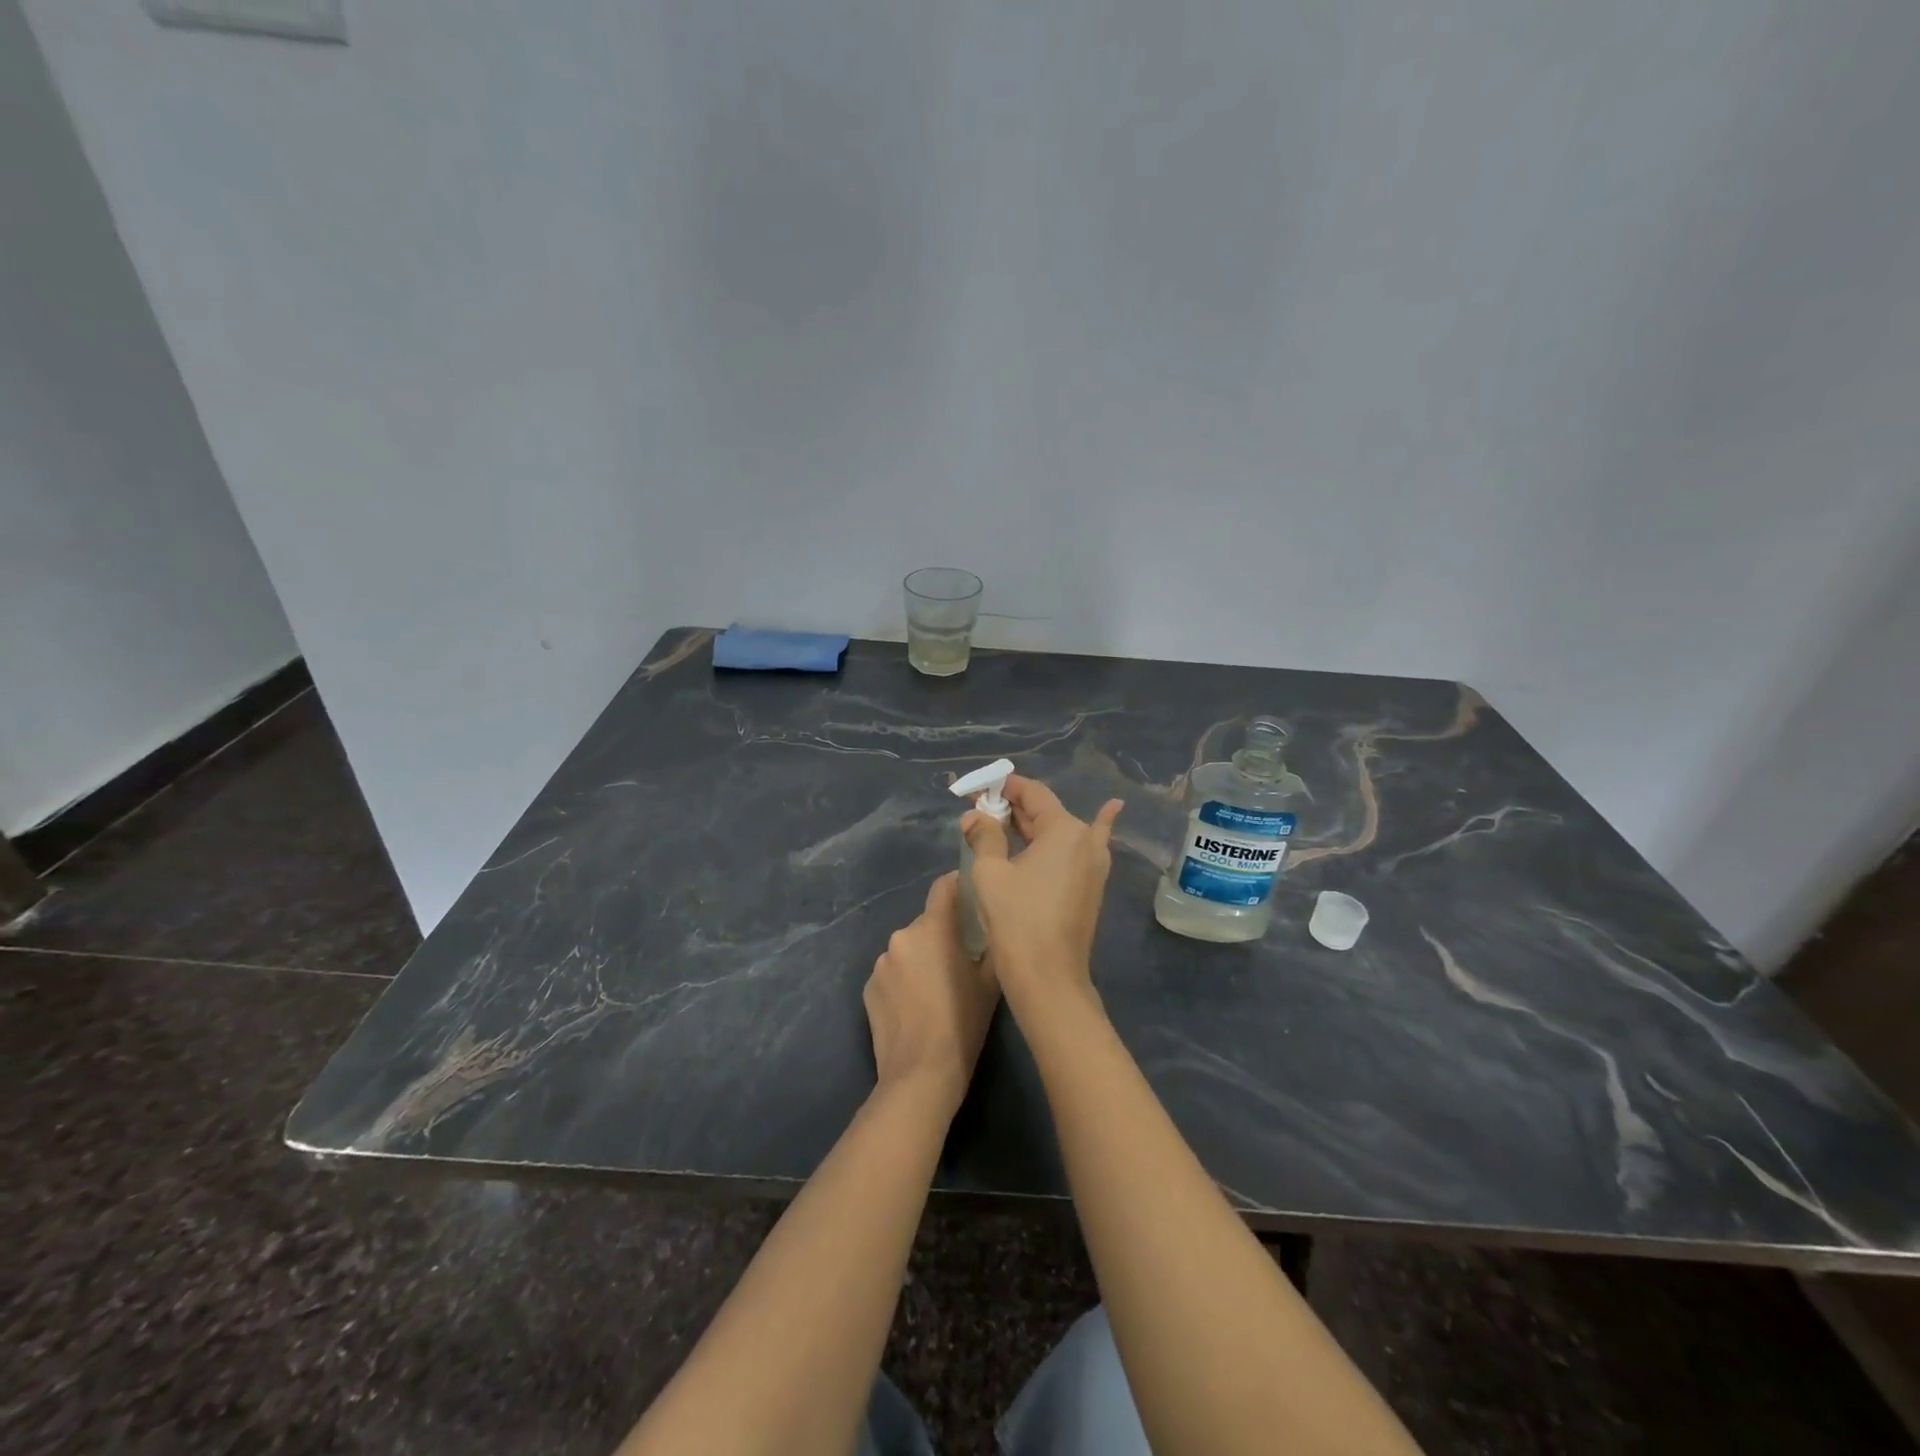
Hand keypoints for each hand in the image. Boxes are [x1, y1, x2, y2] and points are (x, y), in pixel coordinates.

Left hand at [864, 873, 999, 1112]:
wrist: (920, 1074)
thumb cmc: (963, 1025)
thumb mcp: (990, 984)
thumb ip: (990, 947)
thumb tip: (992, 928)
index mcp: (933, 929)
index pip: (944, 887)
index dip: (959, 887)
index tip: (971, 900)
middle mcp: (902, 936)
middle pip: (926, 922)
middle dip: (942, 934)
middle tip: (960, 959)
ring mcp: (881, 963)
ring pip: (908, 949)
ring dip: (921, 958)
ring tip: (936, 990)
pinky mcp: (867, 987)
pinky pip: (892, 973)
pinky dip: (903, 981)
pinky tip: (915, 1008)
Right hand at [962, 775, 1122, 1007]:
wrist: (1047, 977)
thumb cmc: (1016, 920)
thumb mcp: (990, 872)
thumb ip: (984, 835)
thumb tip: (974, 815)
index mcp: (1065, 830)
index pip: (1033, 793)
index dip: (1003, 787)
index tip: (977, 789)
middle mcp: (1087, 840)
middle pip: (1046, 812)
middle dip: (1012, 808)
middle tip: (979, 808)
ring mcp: (1095, 865)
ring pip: (1060, 832)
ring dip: (1033, 824)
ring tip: (1005, 817)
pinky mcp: (1092, 887)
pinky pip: (1083, 849)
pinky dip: (1092, 827)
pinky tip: (1112, 809)